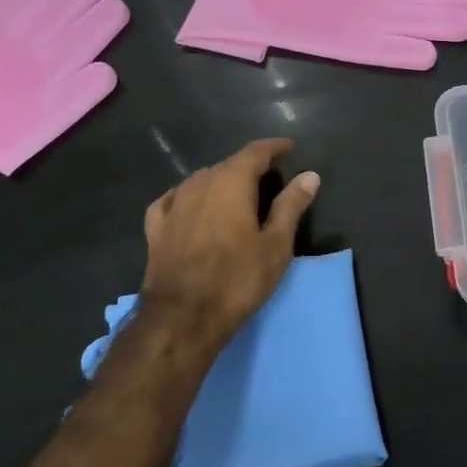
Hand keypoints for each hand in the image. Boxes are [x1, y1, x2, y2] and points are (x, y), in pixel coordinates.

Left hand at [138, 139, 319, 356]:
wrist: (182, 318)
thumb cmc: (238, 279)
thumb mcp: (276, 245)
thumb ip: (291, 206)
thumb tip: (309, 175)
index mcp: (231, 182)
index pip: (255, 152)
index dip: (274, 147)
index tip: (290, 148)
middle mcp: (199, 184)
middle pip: (227, 165)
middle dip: (249, 167)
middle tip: (269, 177)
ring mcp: (173, 205)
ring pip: (200, 181)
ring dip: (220, 182)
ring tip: (236, 193)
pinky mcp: (156, 228)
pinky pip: (174, 200)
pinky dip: (189, 197)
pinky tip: (190, 205)